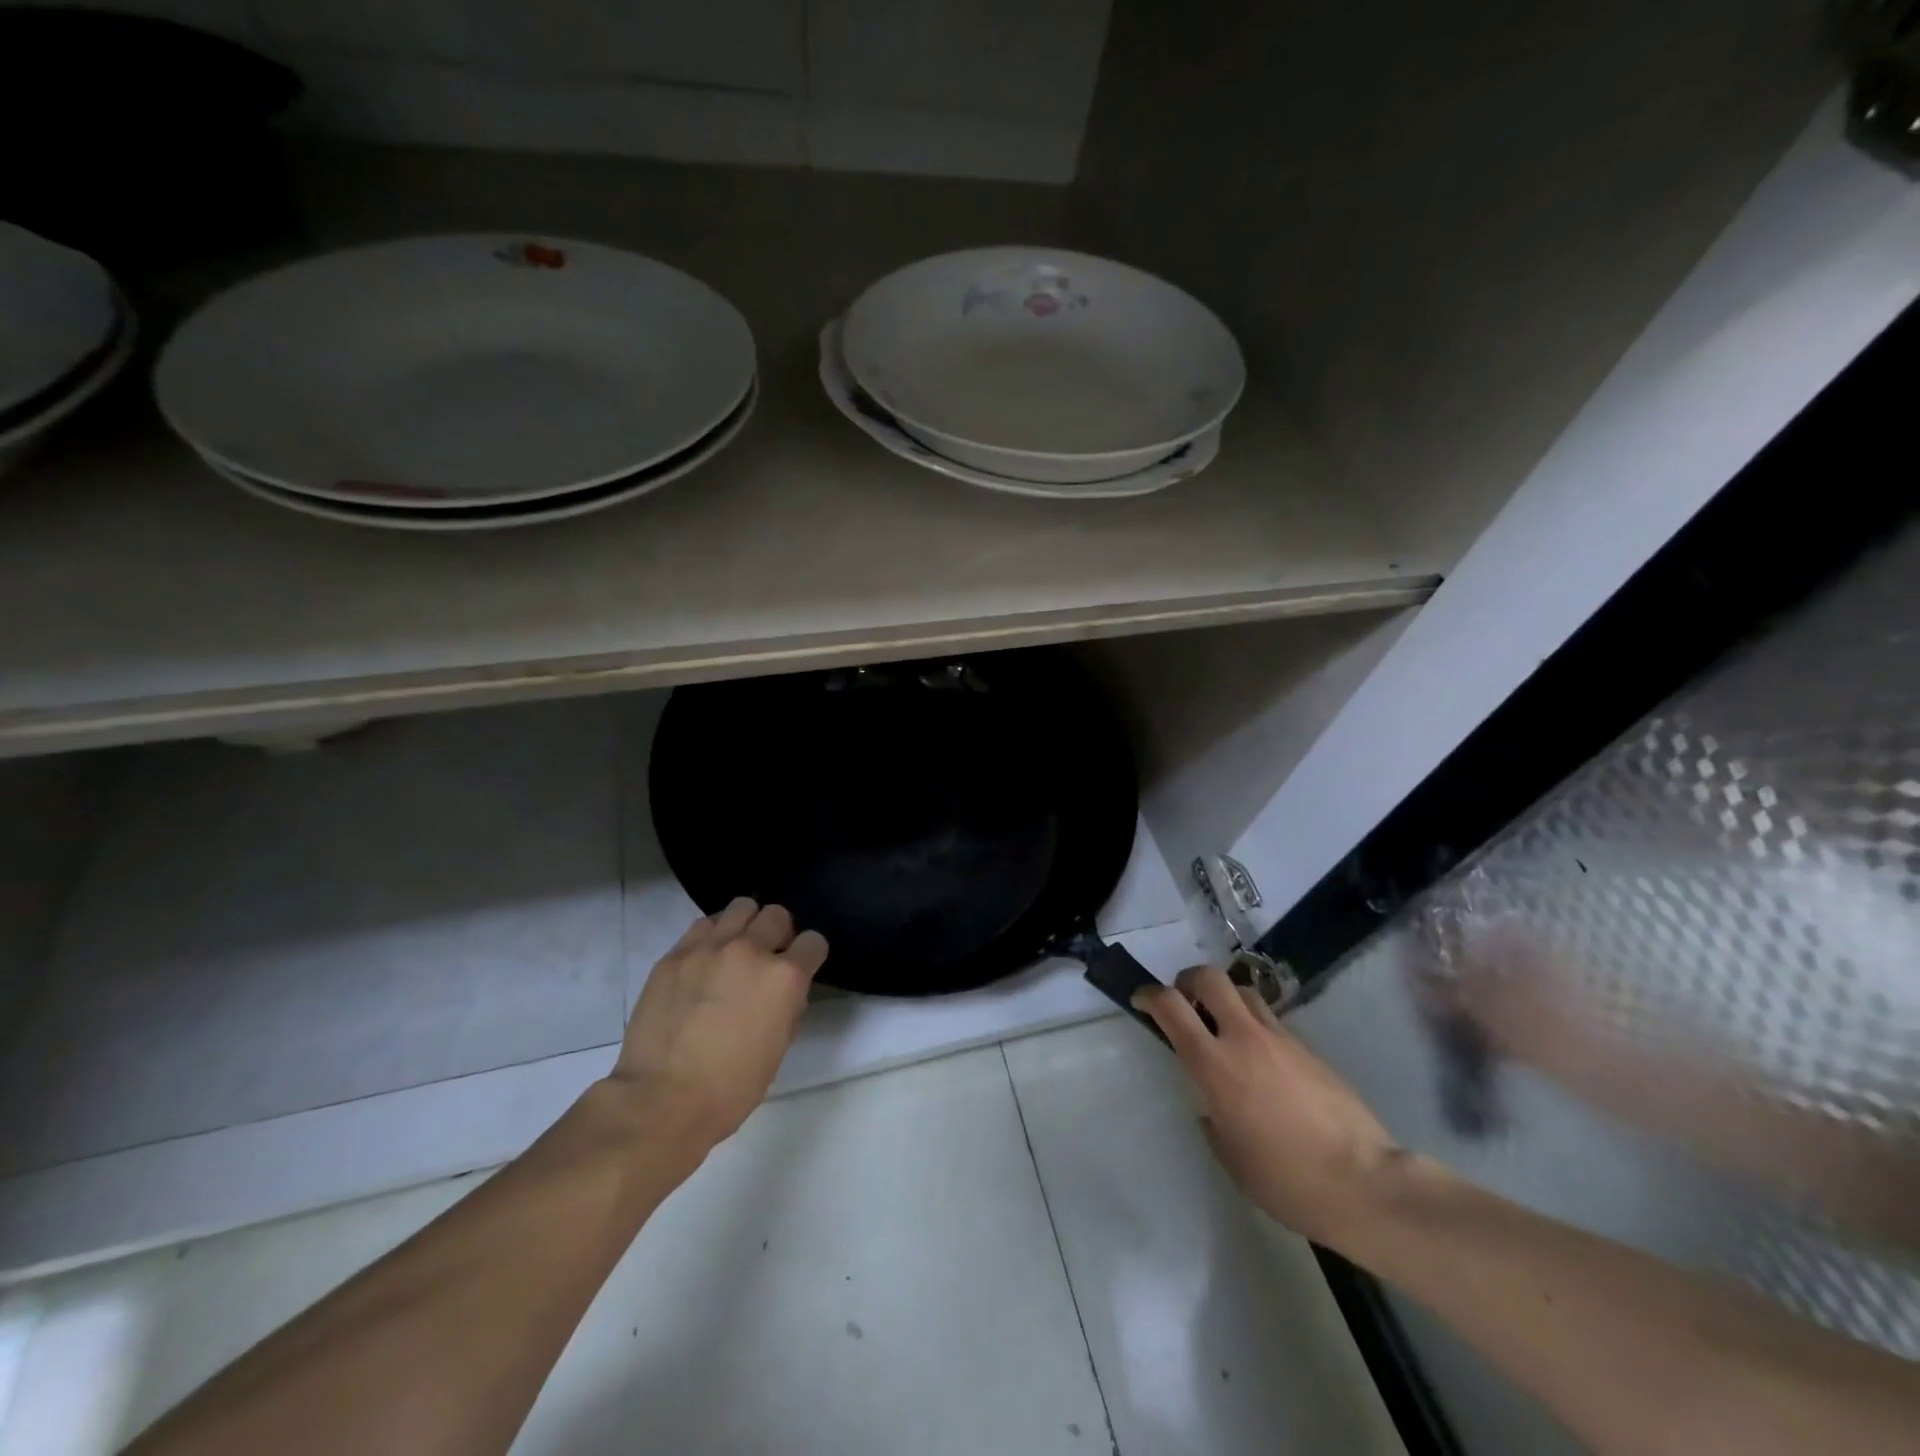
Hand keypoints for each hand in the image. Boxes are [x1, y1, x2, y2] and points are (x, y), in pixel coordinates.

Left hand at [609, 898, 827, 1151]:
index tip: (802, 967)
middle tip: (767, 957)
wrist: (662, 1100)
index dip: (810, 956)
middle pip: (777, 914)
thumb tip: (783, 990)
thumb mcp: (779, 1047)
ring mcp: (709, 948)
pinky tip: (705, 961)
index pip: (813, 942)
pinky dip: (711, 936)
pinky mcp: (675, 954)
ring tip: (735, 950)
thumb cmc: (731, 1087)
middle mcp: (751, 950)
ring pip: (740, 908)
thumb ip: (788, 1005)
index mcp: (785, 977)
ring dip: (745, 925)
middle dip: (779, 933)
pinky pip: (702, 926)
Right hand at [1135, 967, 1404, 1244]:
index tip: (1141, 1000)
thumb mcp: (1231, 1157)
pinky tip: (1261, 1060)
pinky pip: (1272, 1021)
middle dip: (1189, 980)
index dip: (1149, 995)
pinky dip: (1255, 1025)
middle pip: (1211, 978)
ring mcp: (1281, 1039)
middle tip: (1184, 1001)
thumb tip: (1214, 1108)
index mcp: (1215, 1064)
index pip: (1171, 1007)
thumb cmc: (1286, 1180)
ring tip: (1222, 1025)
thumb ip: (1213, 1120)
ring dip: (1225, 998)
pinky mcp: (1309, 1049)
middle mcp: (1245, 1038)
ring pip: (1244, 992)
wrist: (1365, 1185)